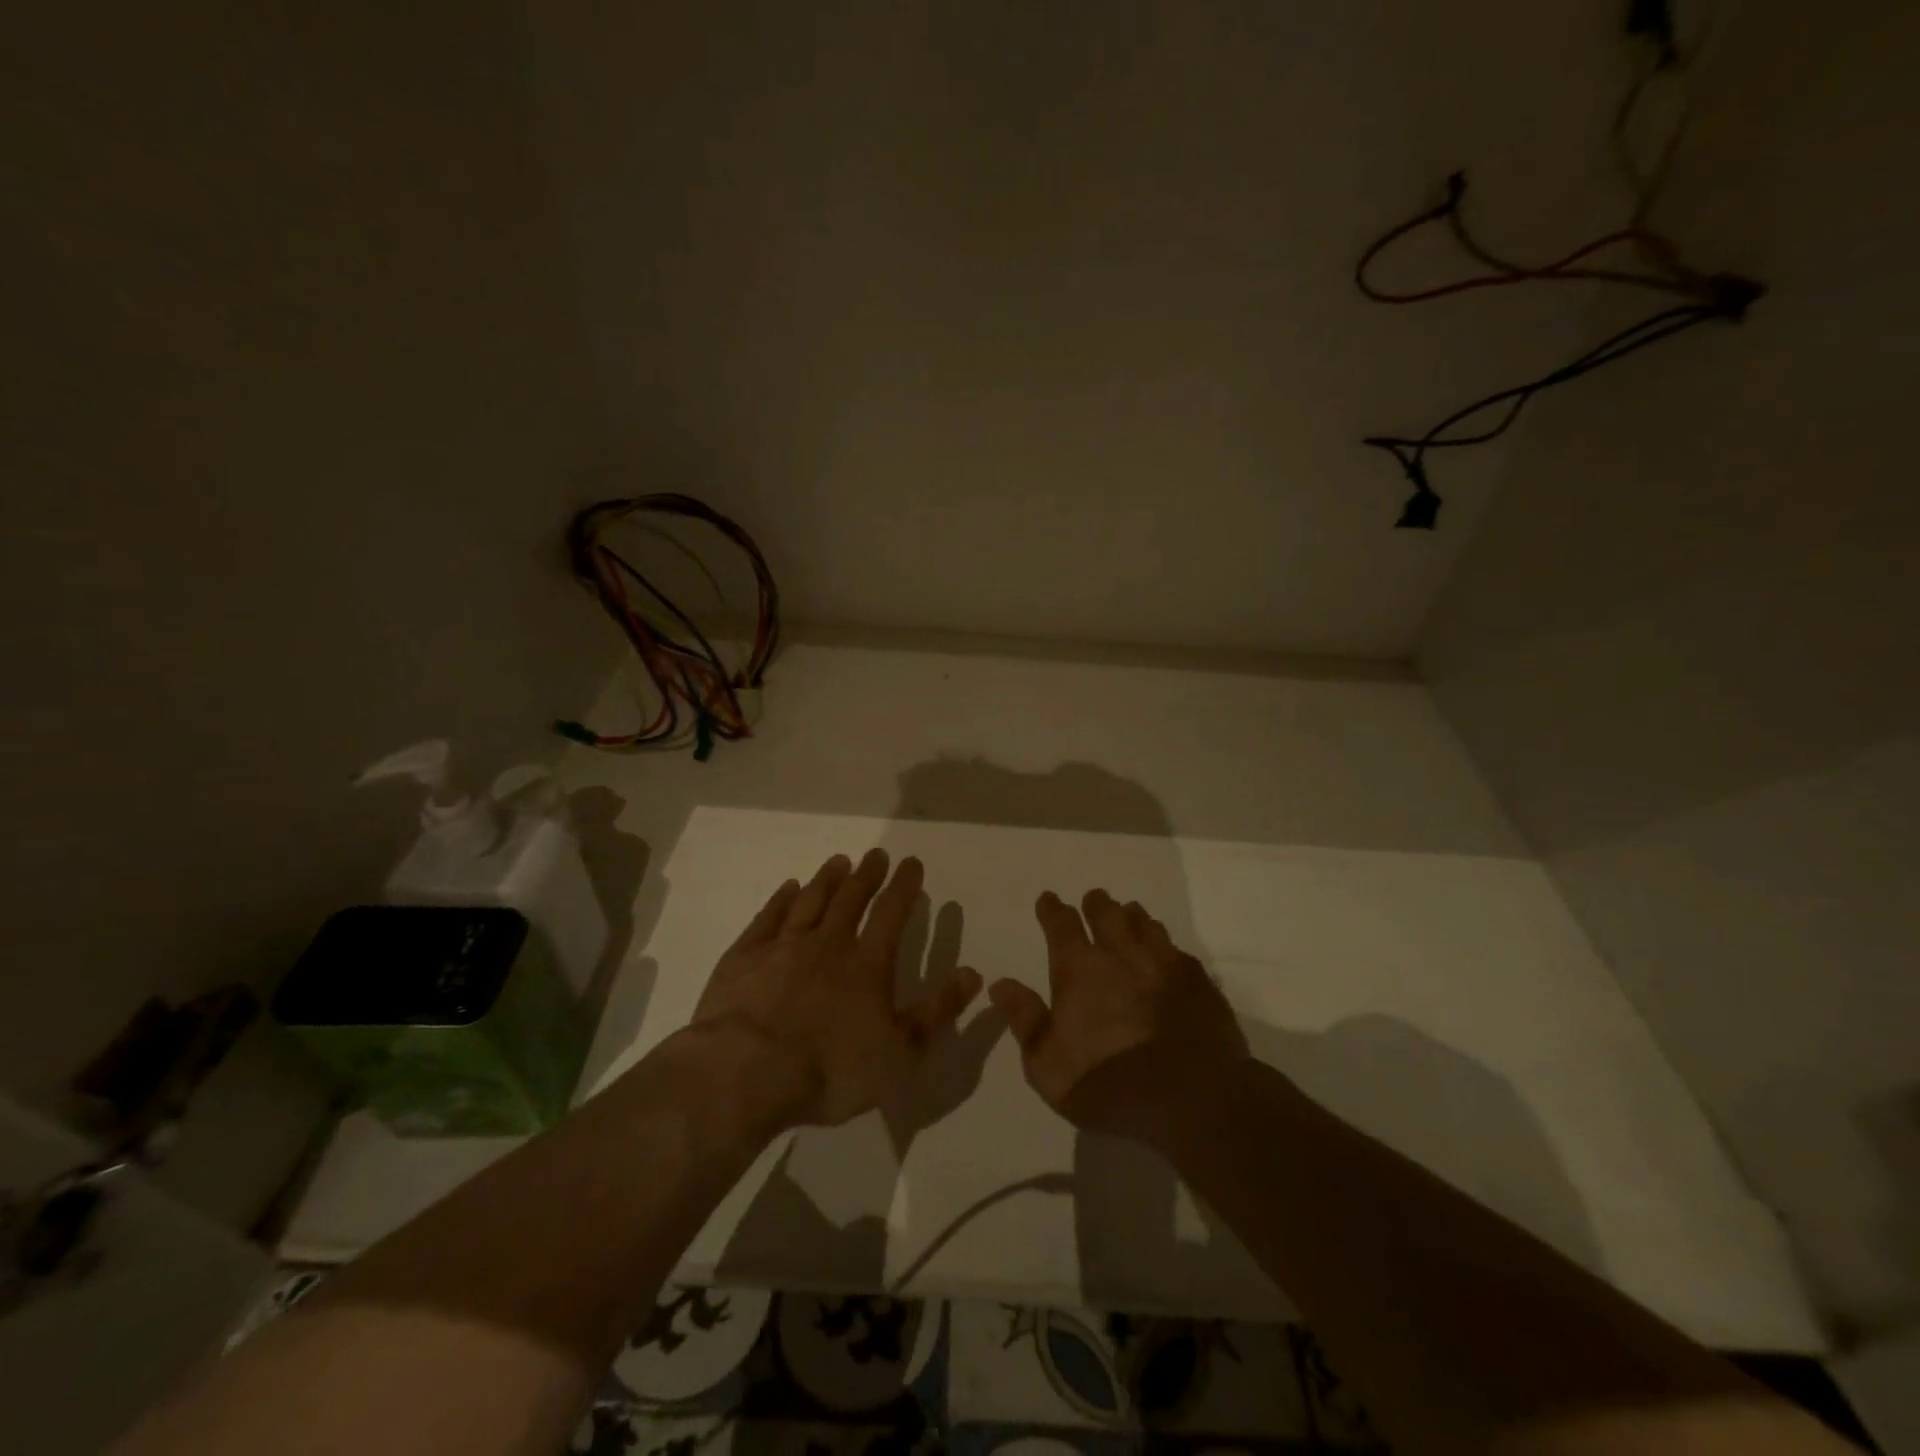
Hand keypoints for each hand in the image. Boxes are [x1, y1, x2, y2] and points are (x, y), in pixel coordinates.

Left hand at [691, 851, 984, 1127]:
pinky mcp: (744, 958)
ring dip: (826, 879)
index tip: (911, 862)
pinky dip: (780, 900)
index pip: (892, 913)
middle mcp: (827, 944)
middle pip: (850, 899)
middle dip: (867, 875)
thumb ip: (938, 1012)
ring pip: (810, 901)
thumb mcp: (900, 1054)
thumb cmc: (831, 1070)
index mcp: (867, 965)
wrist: (746, 1075)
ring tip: (839, 861)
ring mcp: (782, 947)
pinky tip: (787, 889)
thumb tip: (972, 973)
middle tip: (876, 854)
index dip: (904, 886)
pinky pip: (767, 918)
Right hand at [989, 889, 1248, 1139]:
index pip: (1062, 925)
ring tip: (1129, 914)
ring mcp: (1164, 965)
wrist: (1190, 1101)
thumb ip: (1024, 1019)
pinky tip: (1168, 952)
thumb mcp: (1046, 1063)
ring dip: (1133, 917)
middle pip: (1108, 915)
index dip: (1053, 910)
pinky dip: (1166, 945)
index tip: (1049, 899)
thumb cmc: (1106, 1085)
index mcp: (1080, 969)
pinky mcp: (1199, 983)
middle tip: (1094, 899)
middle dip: (1097, 904)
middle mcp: (1122, 955)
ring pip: (1146, 926)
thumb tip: (1001, 984)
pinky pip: (1178, 950)